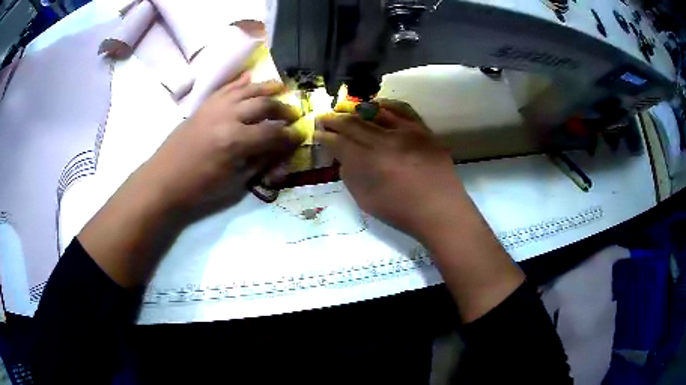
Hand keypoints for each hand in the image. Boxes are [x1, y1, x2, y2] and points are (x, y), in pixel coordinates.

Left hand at [78, 73, 302, 286]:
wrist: (164, 179)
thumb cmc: (199, 188)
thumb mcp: (234, 183)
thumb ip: (260, 162)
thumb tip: (280, 149)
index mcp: (236, 141)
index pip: (272, 133)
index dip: (290, 135)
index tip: (301, 134)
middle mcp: (228, 117)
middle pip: (264, 105)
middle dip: (283, 109)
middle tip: (293, 114)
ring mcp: (214, 107)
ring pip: (247, 90)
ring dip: (267, 87)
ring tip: (281, 87)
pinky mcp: (204, 105)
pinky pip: (226, 87)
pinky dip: (240, 81)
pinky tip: (250, 77)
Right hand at [318, 101, 524, 322]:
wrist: (441, 210)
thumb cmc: (402, 212)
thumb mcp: (366, 201)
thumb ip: (351, 176)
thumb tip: (344, 158)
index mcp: (369, 162)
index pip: (339, 143)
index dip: (325, 137)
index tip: (317, 133)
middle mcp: (385, 141)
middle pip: (353, 124)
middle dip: (334, 120)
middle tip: (323, 118)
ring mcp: (406, 133)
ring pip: (375, 113)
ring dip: (356, 111)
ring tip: (346, 112)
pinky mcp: (422, 130)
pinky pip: (402, 111)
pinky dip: (386, 106)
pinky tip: (376, 106)